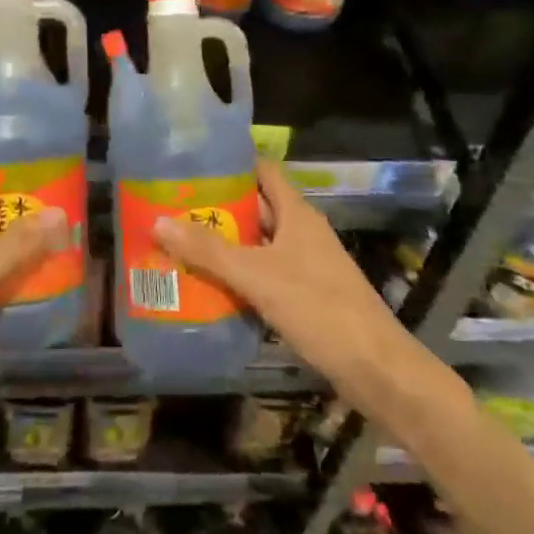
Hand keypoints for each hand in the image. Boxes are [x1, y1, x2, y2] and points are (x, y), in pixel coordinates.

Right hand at [153, 159, 409, 393]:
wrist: (375, 369)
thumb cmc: (319, 308)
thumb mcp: (257, 276)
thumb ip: (209, 251)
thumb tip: (158, 221)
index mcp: (297, 214)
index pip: (263, 171)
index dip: (231, 164)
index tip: (192, 164)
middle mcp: (301, 233)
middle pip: (256, 209)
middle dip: (217, 208)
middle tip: (171, 208)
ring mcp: (305, 265)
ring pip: (257, 245)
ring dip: (224, 245)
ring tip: (178, 244)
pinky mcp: (305, 296)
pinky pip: (263, 275)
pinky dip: (238, 276)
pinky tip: (207, 286)